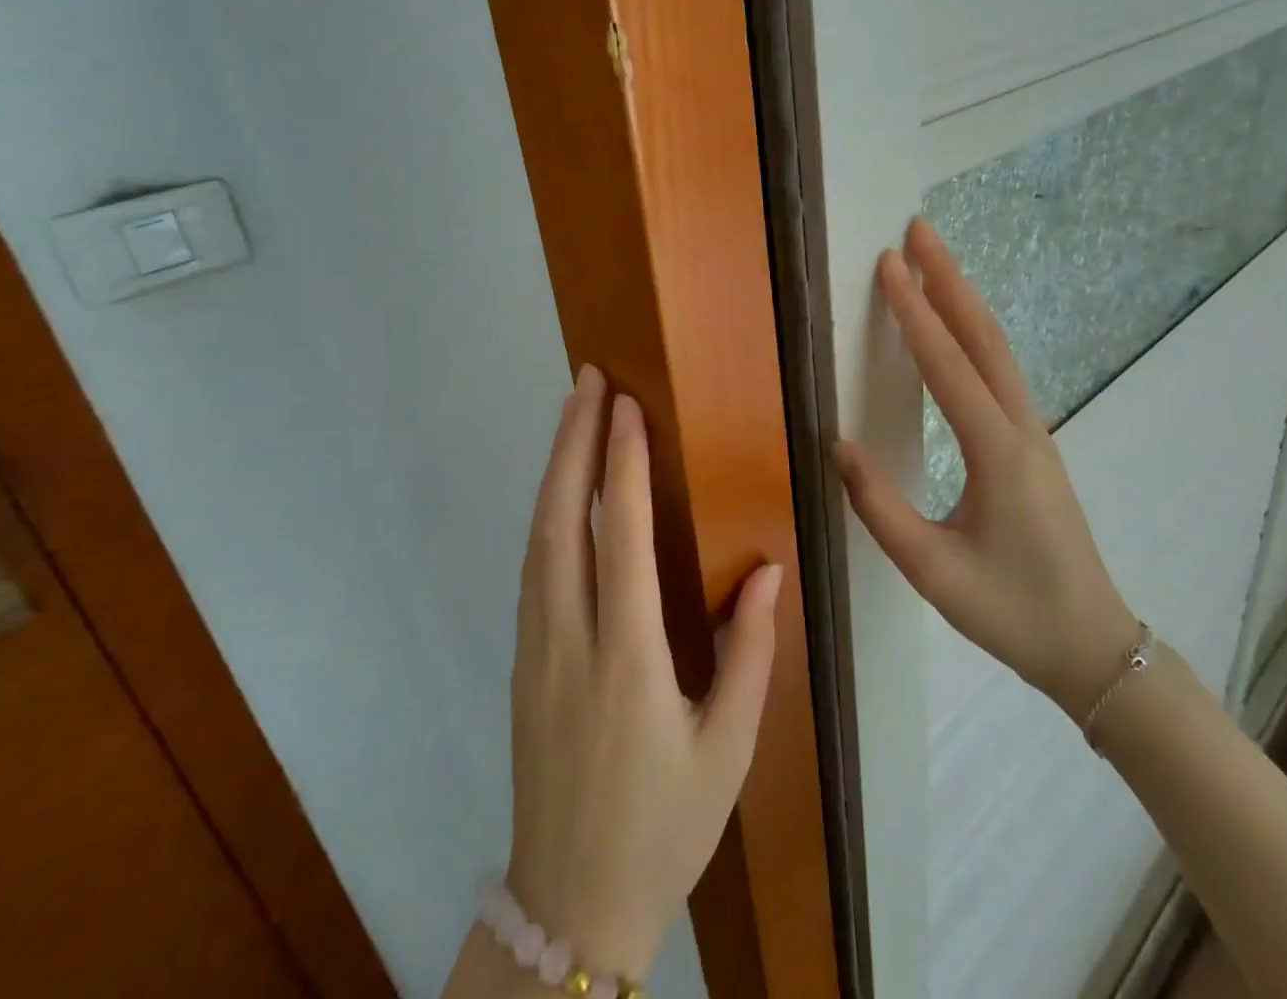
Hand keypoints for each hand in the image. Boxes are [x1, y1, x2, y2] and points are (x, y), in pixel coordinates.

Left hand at [505, 365, 782, 978]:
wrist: (570, 905)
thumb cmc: (664, 825)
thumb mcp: (726, 749)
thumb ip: (748, 651)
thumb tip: (765, 568)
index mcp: (626, 660)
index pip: (619, 536)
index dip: (622, 464)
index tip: (628, 406)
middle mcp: (568, 640)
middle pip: (559, 519)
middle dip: (573, 441)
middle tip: (589, 380)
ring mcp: (533, 648)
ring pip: (536, 537)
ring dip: (555, 468)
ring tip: (574, 414)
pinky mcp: (522, 659)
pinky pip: (532, 566)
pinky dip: (546, 511)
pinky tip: (562, 489)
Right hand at [833, 219, 1139, 718]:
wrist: (1093, 646)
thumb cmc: (1011, 612)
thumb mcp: (933, 571)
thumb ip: (880, 507)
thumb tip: (837, 443)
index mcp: (998, 453)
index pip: (948, 367)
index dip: (915, 312)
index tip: (889, 264)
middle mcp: (1022, 429)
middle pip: (985, 337)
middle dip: (950, 279)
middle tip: (918, 231)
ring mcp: (1034, 434)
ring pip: (998, 350)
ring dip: (964, 299)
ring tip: (933, 261)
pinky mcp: (1032, 444)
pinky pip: (1001, 371)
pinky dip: (974, 332)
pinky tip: (956, 326)